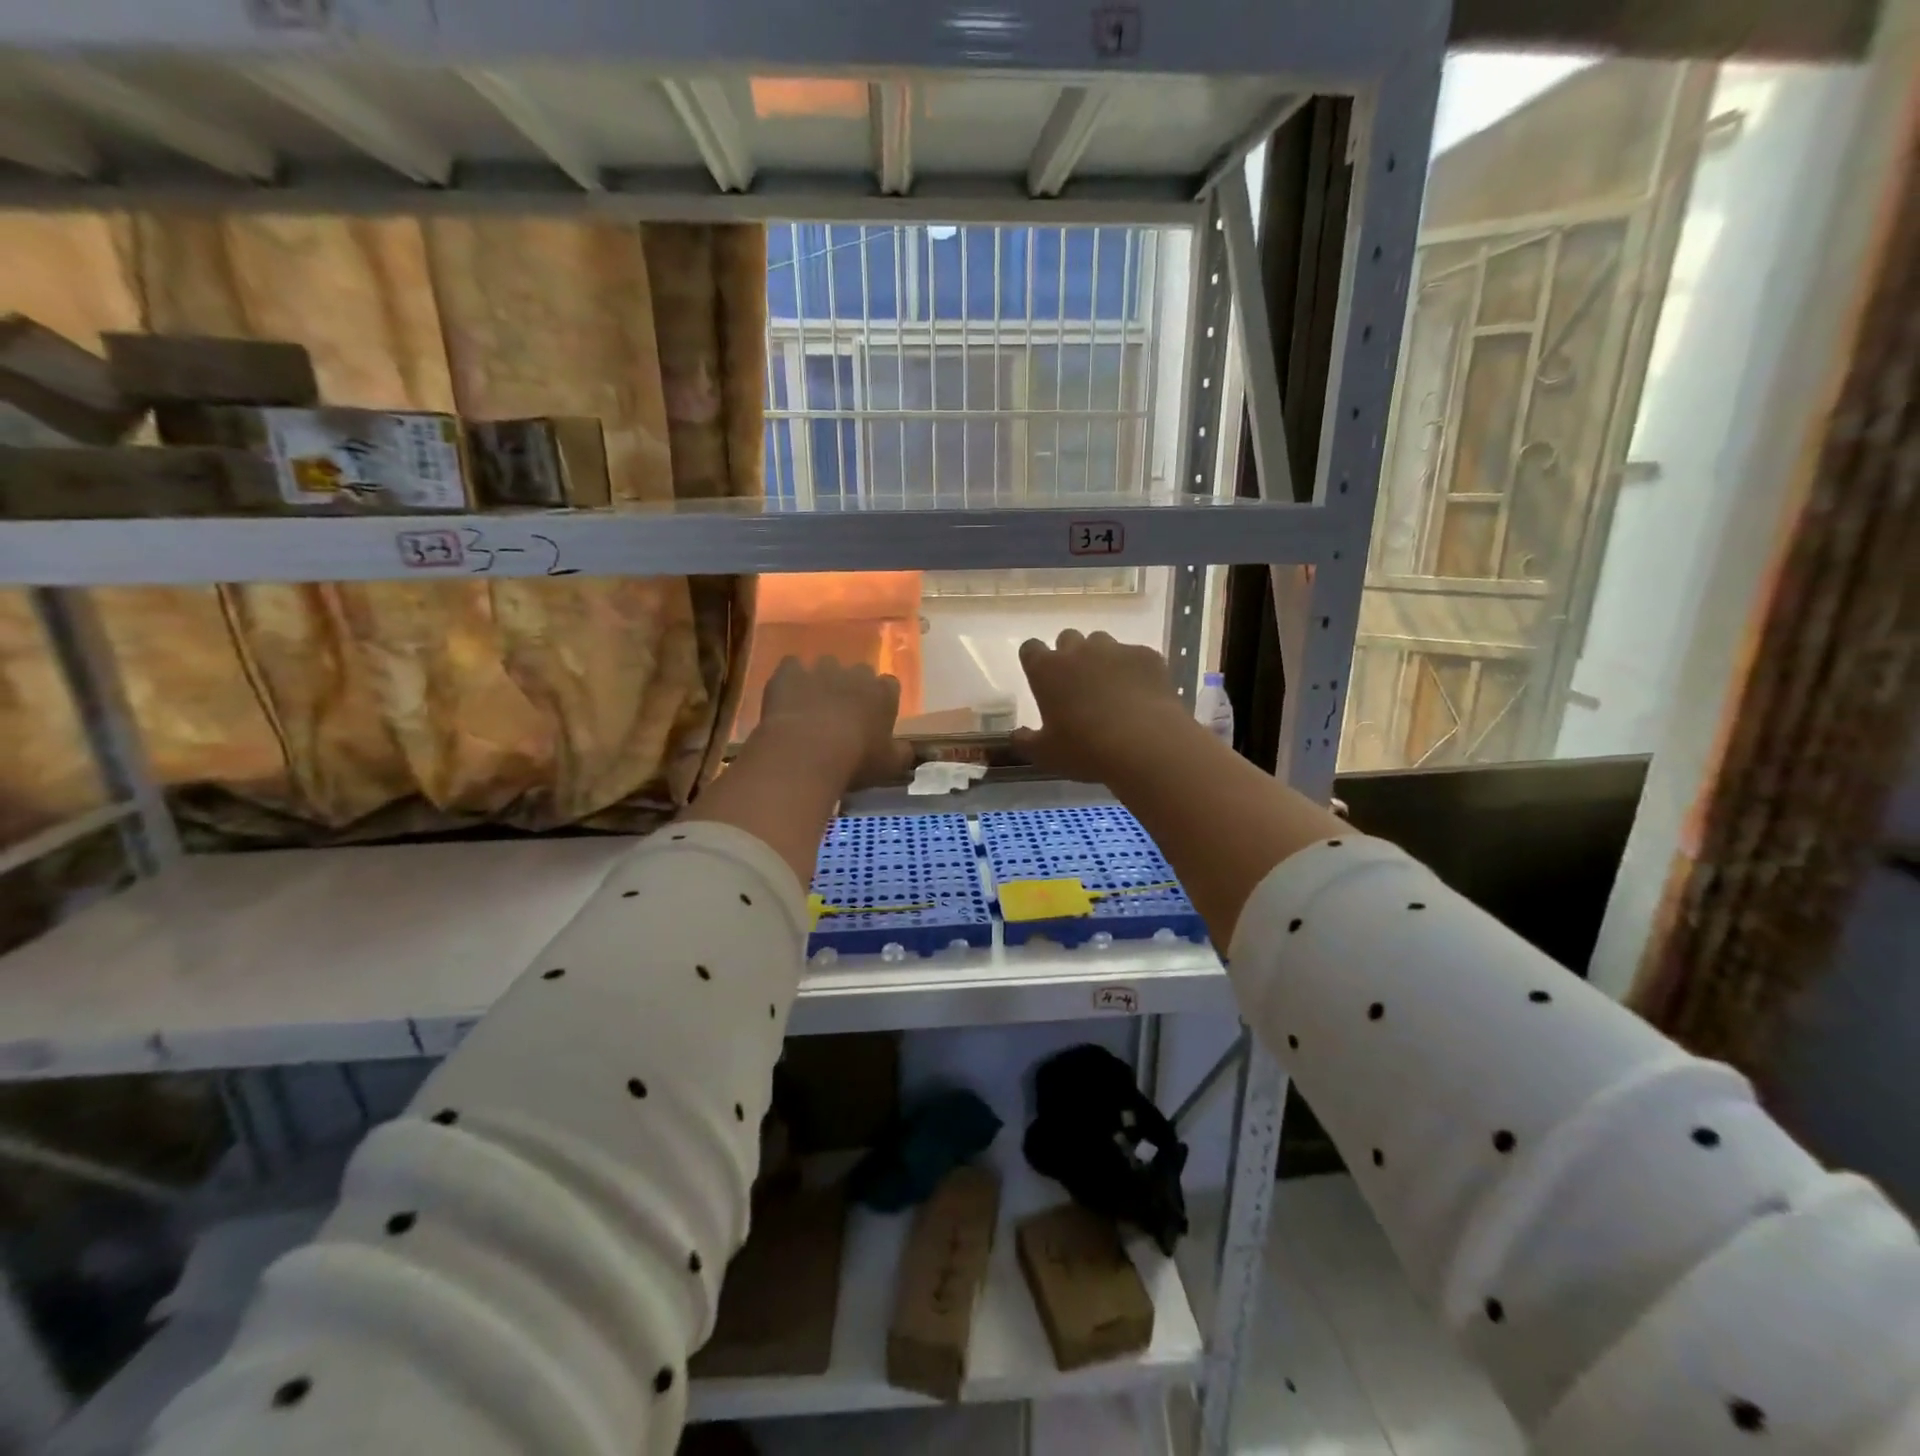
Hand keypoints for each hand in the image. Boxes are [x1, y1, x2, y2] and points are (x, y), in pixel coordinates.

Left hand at [756, 655, 913, 789]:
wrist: (807, 754)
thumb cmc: (856, 760)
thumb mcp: (889, 765)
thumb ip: (902, 753)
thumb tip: (907, 749)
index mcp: (883, 693)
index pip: (889, 685)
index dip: (881, 699)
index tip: (874, 717)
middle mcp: (855, 674)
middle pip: (858, 672)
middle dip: (851, 687)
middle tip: (842, 713)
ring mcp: (820, 669)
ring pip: (825, 666)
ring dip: (821, 681)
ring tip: (811, 706)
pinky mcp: (789, 672)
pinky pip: (791, 666)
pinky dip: (790, 678)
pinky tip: (786, 697)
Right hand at [1013, 630, 1194, 782]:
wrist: (1146, 744)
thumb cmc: (1085, 749)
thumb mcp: (1045, 755)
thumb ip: (1025, 741)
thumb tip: (1015, 735)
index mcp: (1046, 670)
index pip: (1031, 649)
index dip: (1035, 661)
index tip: (1041, 678)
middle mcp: (1078, 651)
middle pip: (1067, 638)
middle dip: (1069, 655)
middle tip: (1077, 684)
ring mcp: (1115, 650)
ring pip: (1102, 642)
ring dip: (1101, 659)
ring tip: (1111, 688)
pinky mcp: (1147, 655)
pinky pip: (1135, 655)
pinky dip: (1133, 670)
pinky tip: (1141, 694)